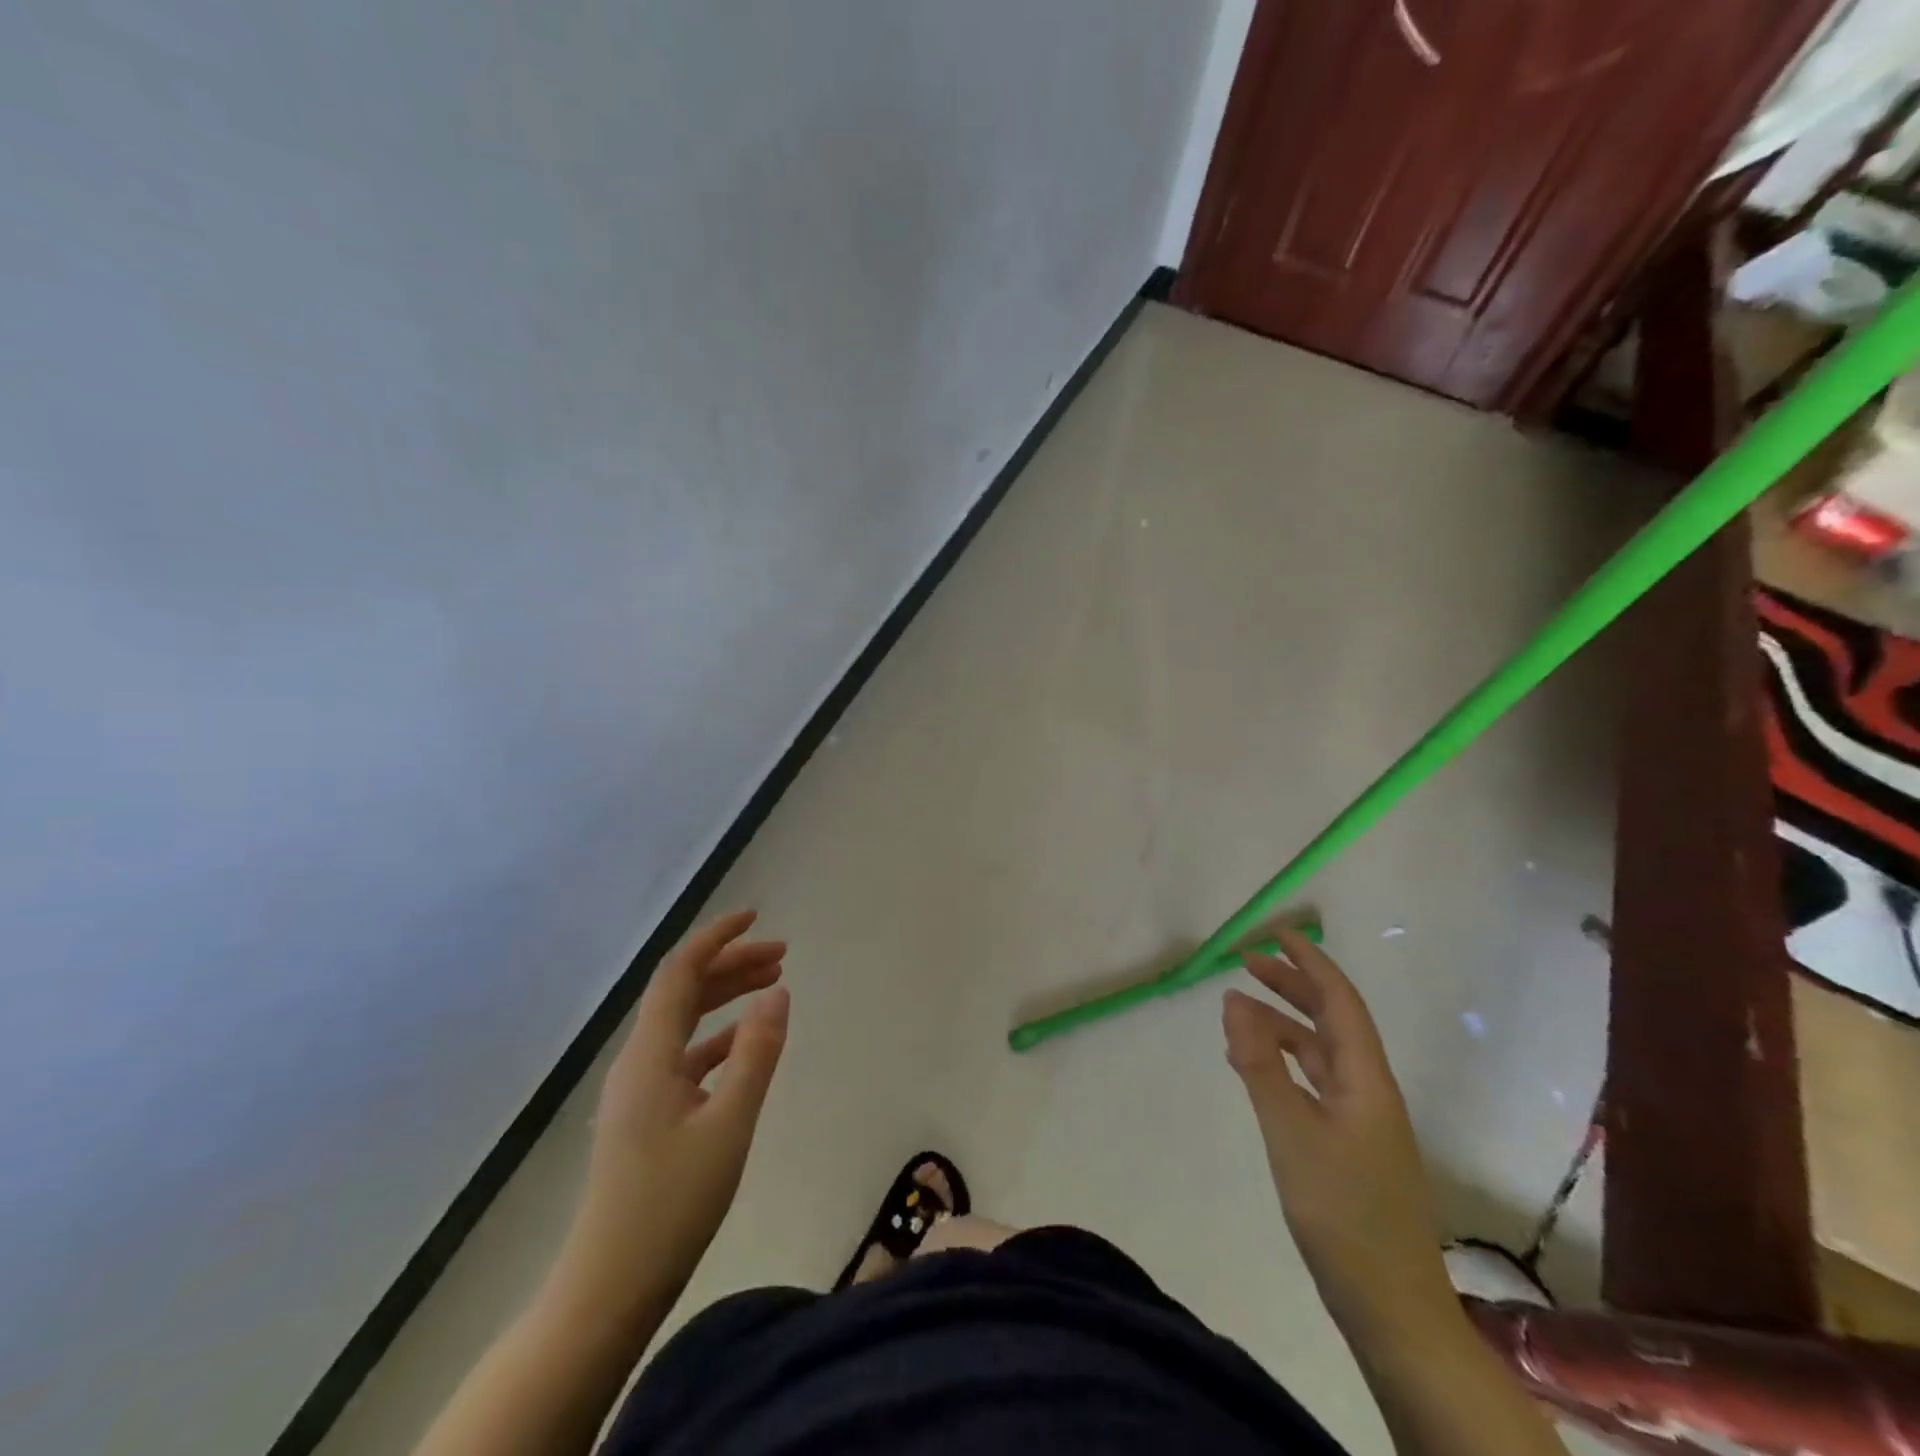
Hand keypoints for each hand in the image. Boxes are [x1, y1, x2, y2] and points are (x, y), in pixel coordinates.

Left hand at [558, 910, 789, 1323]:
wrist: (608, 1289)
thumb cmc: (670, 1204)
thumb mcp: (729, 1124)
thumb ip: (756, 1053)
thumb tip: (778, 991)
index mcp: (650, 1054)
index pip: (680, 972)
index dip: (716, 938)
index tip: (756, 917)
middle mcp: (638, 1060)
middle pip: (684, 991)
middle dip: (731, 964)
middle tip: (782, 954)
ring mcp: (639, 1089)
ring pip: (685, 1022)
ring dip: (726, 997)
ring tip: (772, 984)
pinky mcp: (647, 1115)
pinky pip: (685, 1054)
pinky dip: (718, 1036)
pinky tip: (746, 1044)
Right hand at [1223, 928, 1453, 1335]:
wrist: (1392, 1308)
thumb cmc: (1343, 1213)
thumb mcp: (1291, 1132)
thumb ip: (1260, 1064)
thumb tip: (1234, 1000)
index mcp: (1366, 1079)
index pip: (1340, 1000)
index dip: (1310, 961)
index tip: (1276, 933)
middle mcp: (1368, 1090)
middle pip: (1331, 1020)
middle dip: (1291, 985)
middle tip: (1246, 962)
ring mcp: (1361, 1120)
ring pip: (1319, 1052)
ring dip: (1282, 1024)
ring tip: (1236, 1011)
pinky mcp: (1348, 1145)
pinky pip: (1313, 1082)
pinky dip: (1282, 1062)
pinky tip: (1253, 1067)